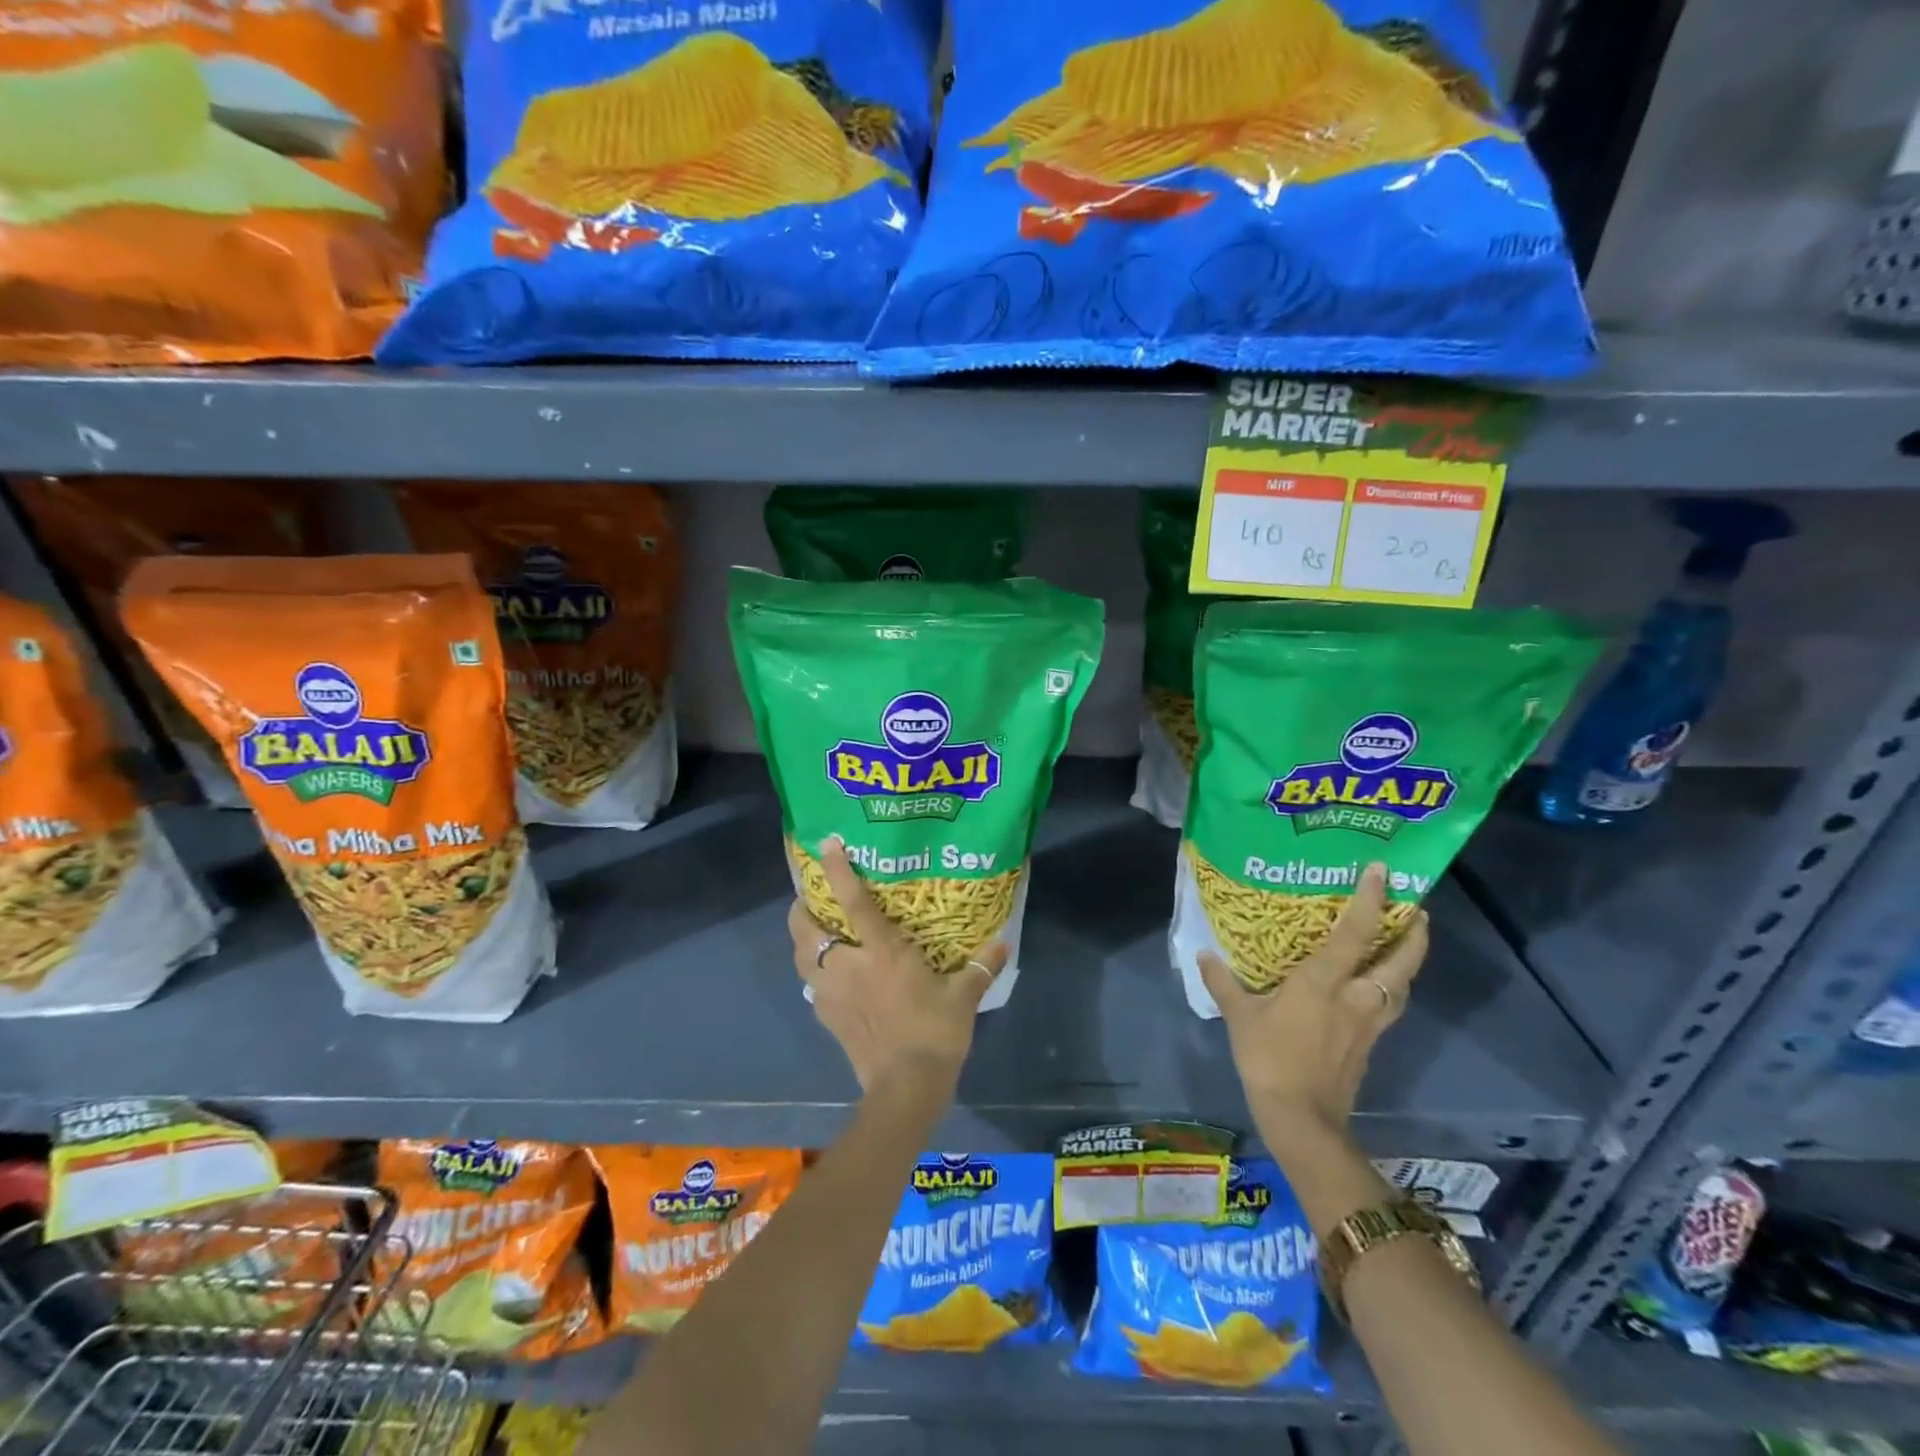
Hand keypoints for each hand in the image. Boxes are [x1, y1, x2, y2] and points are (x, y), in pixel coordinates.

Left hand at [788, 837, 1007, 1095]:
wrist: (906, 1087)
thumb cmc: (934, 1033)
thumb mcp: (963, 996)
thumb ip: (981, 966)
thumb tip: (1005, 943)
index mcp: (881, 952)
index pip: (854, 902)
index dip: (838, 870)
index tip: (826, 845)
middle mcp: (849, 965)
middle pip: (807, 929)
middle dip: (801, 908)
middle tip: (810, 897)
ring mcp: (832, 993)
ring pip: (801, 957)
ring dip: (802, 940)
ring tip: (814, 930)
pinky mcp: (827, 1018)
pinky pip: (810, 986)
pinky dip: (813, 973)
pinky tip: (827, 974)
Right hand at [1200, 863, 1429, 1136]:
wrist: (1302, 1118)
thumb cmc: (1269, 1058)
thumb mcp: (1239, 1016)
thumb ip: (1223, 983)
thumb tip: (1203, 955)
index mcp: (1324, 982)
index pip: (1356, 933)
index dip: (1371, 900)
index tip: (1381, 871)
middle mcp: (1356, 997)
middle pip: (1400, 961)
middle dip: (1414, 934)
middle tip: (1417, 910)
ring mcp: (1369, 1023)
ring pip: (1402, 986)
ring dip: (1408, 962)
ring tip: (1405, 944)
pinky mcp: (1370, 1045)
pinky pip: (1390, 1007)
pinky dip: (1392, 989)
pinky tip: (1378, 987)